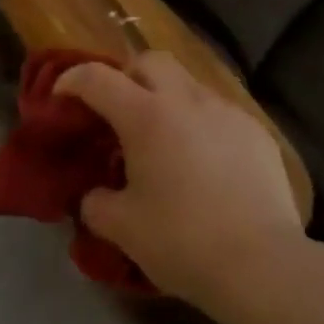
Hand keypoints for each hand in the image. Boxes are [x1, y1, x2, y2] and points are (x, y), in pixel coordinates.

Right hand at [54, 52, 309, 316]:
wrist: (261, 262)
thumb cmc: (183, 242)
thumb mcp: (124, 229)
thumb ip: (98, 205)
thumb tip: (93, 196)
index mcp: (146, 116)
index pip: (98, 78)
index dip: (73, 79)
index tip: (61, 94)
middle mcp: (185, 99)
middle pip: (149, 61)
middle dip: (128, 76)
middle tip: (119, 111)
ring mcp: (225, 110)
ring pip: (188, 84)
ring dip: (168, 99)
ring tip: (165, 140)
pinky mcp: (255, 129)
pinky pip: (219, 112)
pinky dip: (201, 124)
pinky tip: (205, 162)